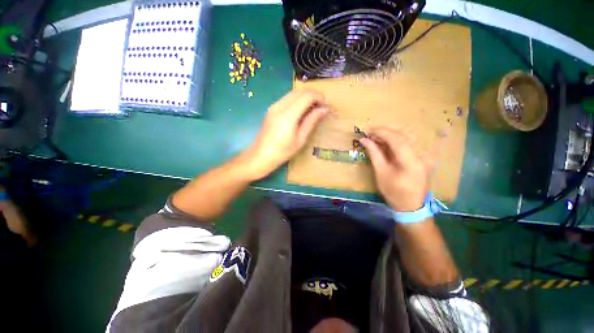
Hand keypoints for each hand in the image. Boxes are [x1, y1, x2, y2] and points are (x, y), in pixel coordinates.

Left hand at [246, 89, 328, 178]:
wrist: (260, 155)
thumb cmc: (282, 152)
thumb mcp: (300, 139)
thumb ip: (311, 121)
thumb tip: (324, 109)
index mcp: (288, 115)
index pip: (307, 95)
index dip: (319, 97)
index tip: (326, 105)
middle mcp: (280, 106)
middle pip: (300, 91)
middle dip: (313, 95)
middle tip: (321, 107)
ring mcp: (274, 106)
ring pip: (293, 93)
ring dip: (305, 97)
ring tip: (313, 109)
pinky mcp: (271, 108)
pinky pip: (287, 98)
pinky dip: (297, 100)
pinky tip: (301, 111)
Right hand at [360, 127, 432, 211]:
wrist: (411, 206)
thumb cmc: (394, 192)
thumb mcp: (381, 173)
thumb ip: (374, 154)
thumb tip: (365, 140)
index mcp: (411, 162)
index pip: (397, 139)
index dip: (382, 133)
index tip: (368, 130)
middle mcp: (422, 155)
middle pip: (403, 136)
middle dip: (385, 133)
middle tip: (370, 134)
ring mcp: (425, 156)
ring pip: (406, 138)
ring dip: (389, 136)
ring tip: (375, 138)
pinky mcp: (423, 157)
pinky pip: (408, 144)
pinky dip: (395, 142)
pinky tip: (385, 144)